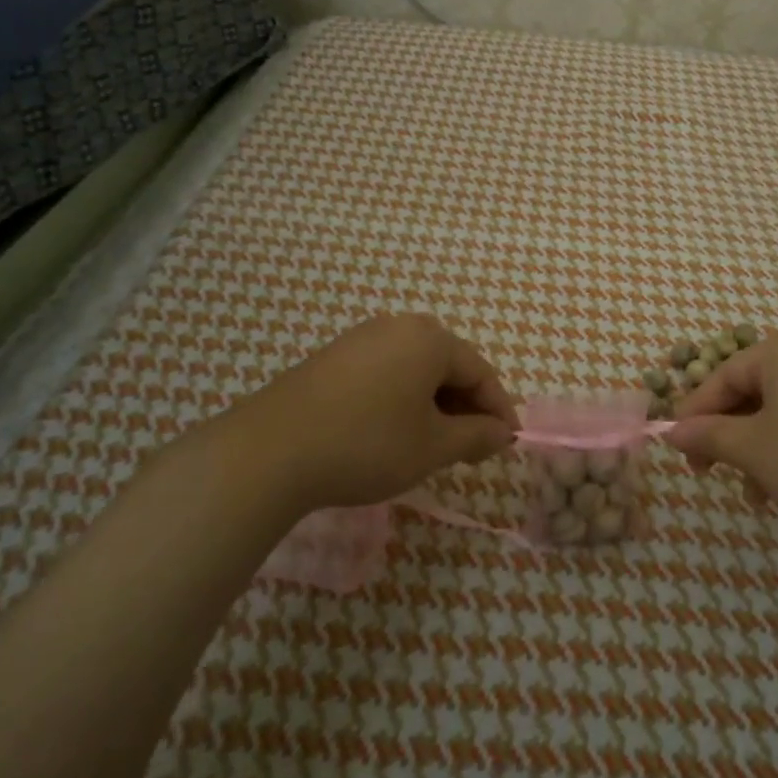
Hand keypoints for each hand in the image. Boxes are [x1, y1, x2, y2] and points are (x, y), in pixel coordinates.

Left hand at [195, 314, 518, 516]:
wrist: (269, 451)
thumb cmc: (367, 444)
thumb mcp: (433, 447)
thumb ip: (477, 437)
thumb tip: (503, 433)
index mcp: (430, 339)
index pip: (481, 372)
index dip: (499, 410)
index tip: (508, 444)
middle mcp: (398, 326)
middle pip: (448, 366)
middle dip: (466, 407)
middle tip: (472, 448)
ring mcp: (360, 338)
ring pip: (415, 370)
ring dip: (434, 405)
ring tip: (434, 444)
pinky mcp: (332, 357)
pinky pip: (385, 373)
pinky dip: (401, 400)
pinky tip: (393, 432)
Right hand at [666, 331, 777, 536]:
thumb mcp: (754, 450)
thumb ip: (708, 435)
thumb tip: (670, 431)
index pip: (723, 376)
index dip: (694, 412)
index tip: (676, 446)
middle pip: (752, 391)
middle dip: (728, 436)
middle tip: (709, 473)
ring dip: (758, 450)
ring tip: (754, 495)